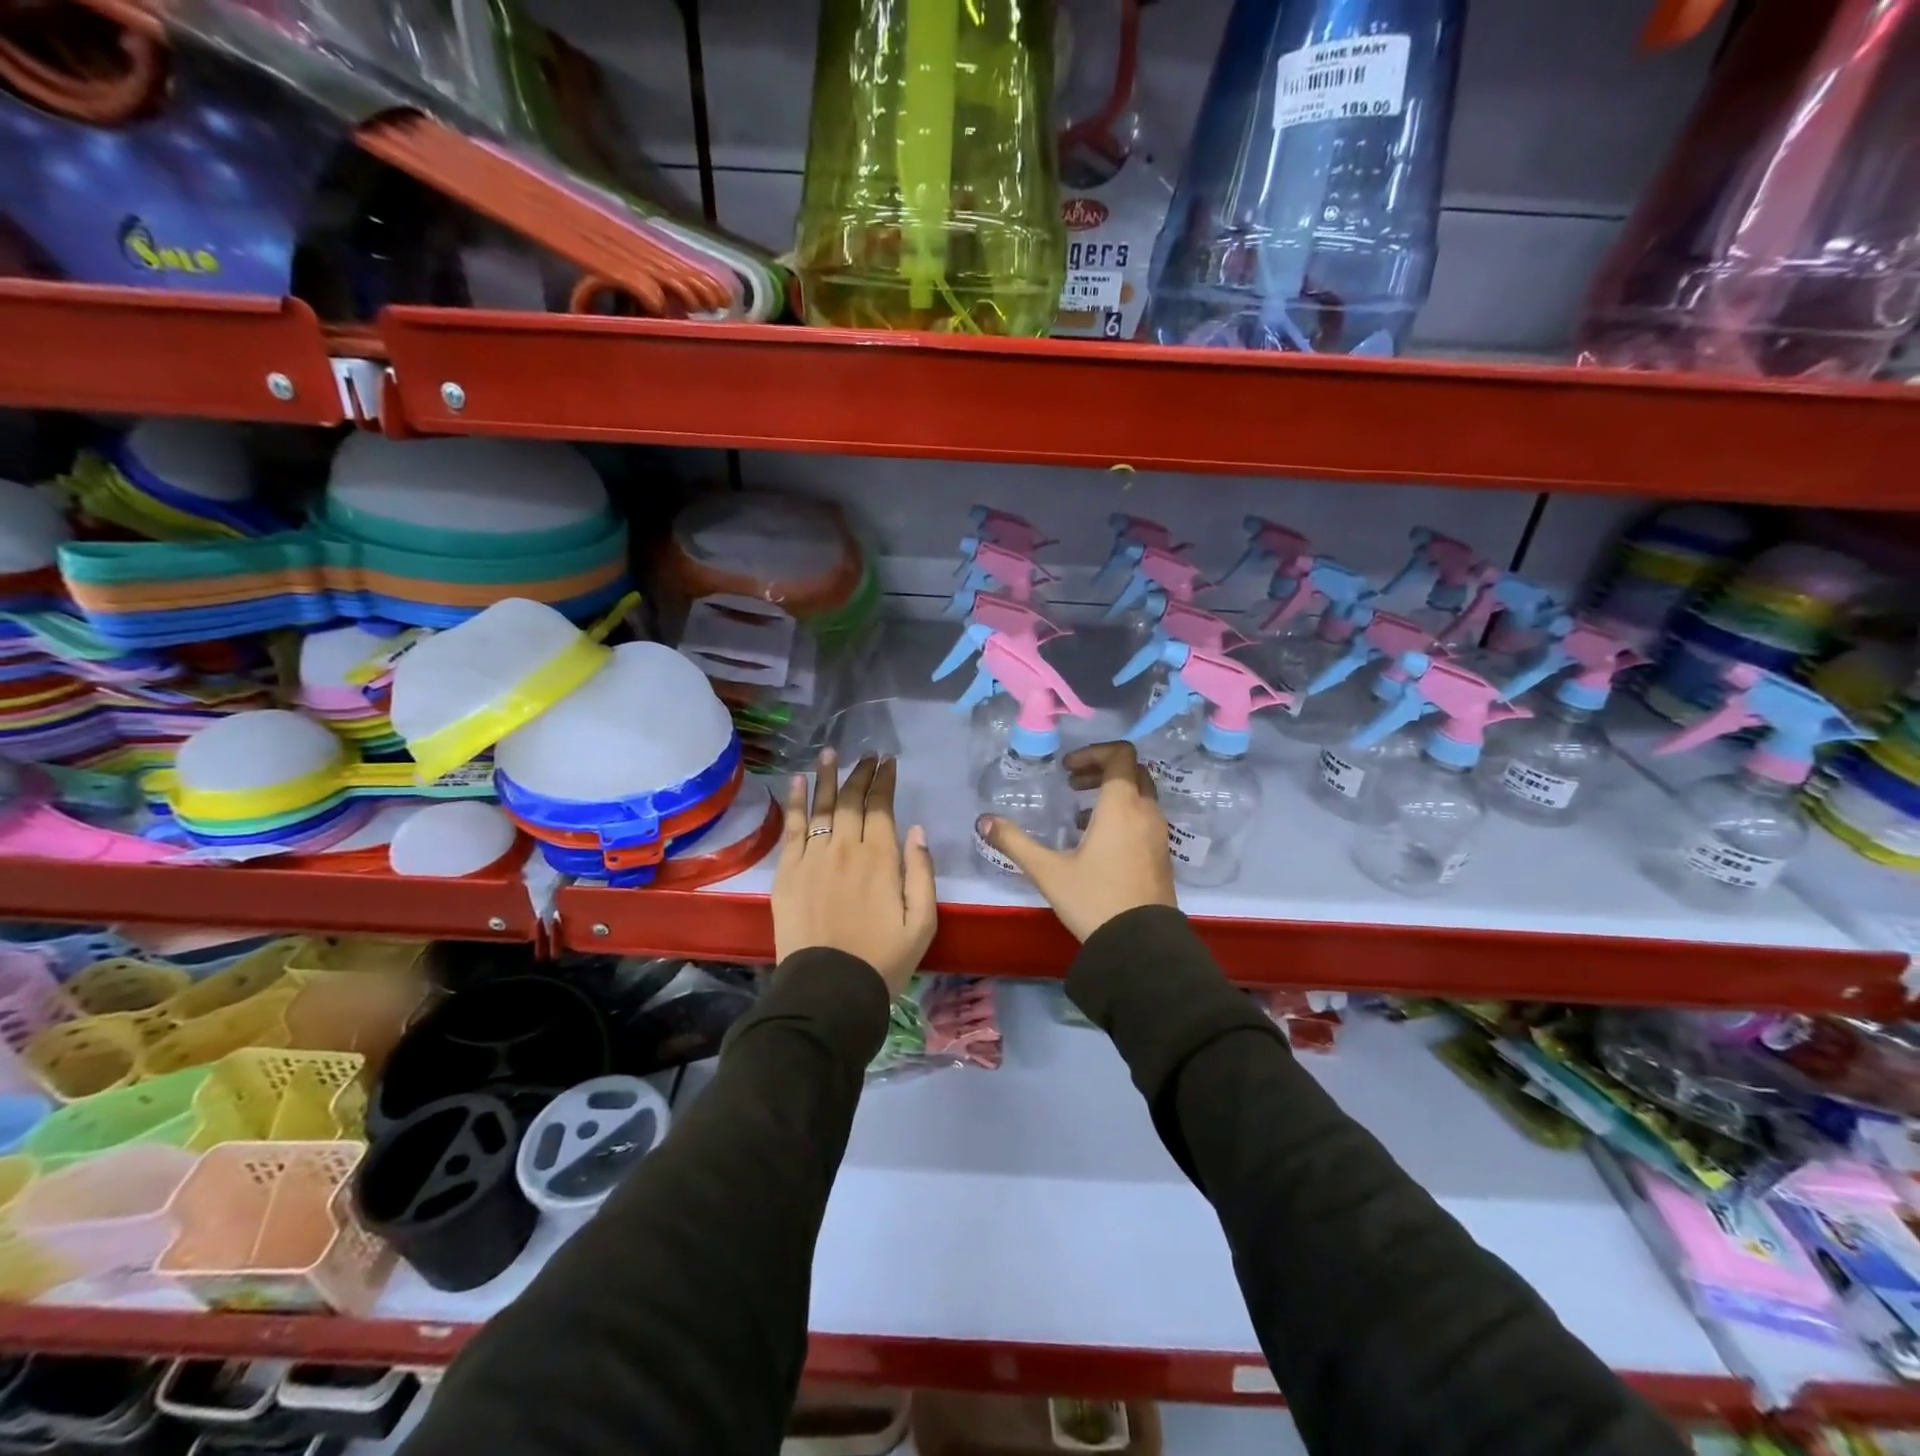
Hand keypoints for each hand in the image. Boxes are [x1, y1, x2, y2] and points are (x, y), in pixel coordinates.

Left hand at [772, 751, 936, 997]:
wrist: (829, 990)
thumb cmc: (883, 960)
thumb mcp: (922, 922)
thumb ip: (921, 872)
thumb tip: (916, 830)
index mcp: (881, 859)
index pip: (882, 807)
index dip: (885, 781)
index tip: (888, 762)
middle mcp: (846, 849)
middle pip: (851, 801)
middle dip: (860, 774)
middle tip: (866, 755)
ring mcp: (813, 858)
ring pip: (821, 807)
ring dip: (827, 777)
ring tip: (830, 753)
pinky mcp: (787, 872)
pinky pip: (792, 829)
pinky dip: (796, 802)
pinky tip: (798, 781)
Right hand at [976, 741, 1175, 940]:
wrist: (1141, 947)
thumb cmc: (1094, 900)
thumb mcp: (1048, 871)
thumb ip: (1015, 842)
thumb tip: (983, 821)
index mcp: (1121, 806)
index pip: (1120, 755)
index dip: (1093, 753)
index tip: (1067, 770)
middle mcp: (1146, 813)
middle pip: (1132, 771)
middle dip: (1101, 770)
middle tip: (1072, 784)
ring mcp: (1158, 834)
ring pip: (1140, 796)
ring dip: (1112, 794)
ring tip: (1078, 814)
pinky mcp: (1161, 855)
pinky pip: (1144, 818)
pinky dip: (1123, 815)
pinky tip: (1096, 842)